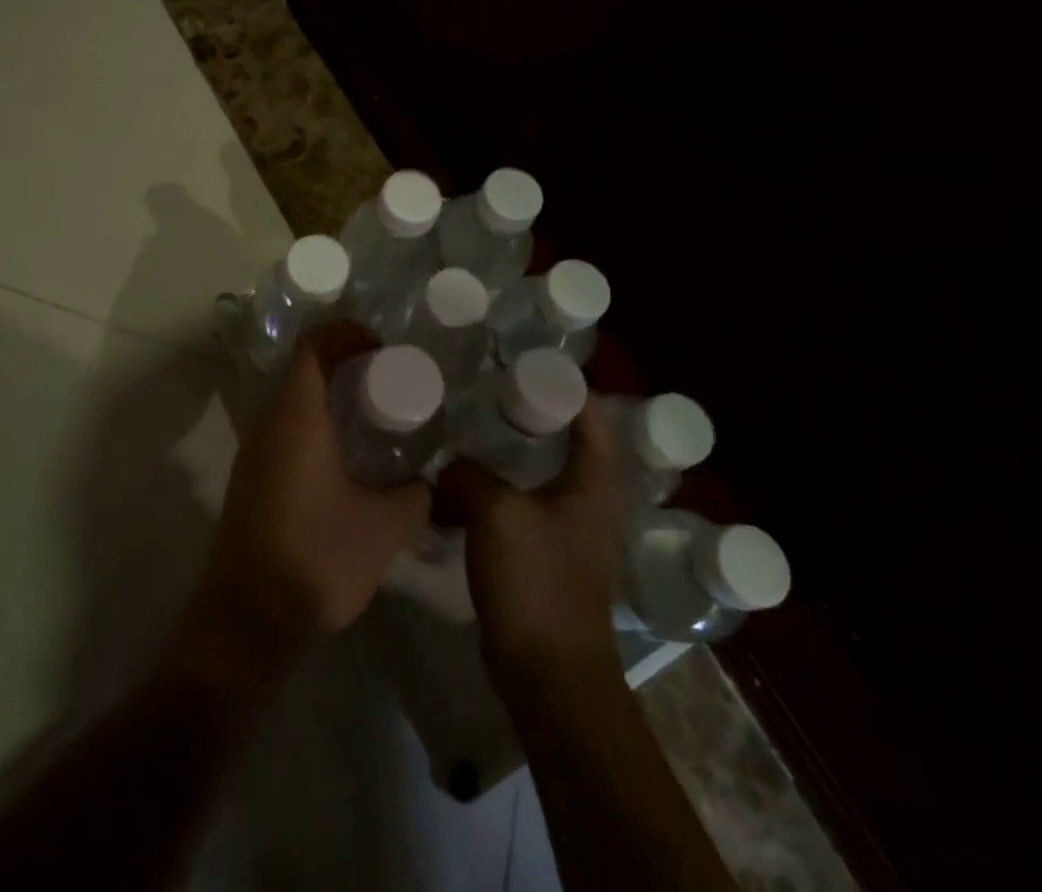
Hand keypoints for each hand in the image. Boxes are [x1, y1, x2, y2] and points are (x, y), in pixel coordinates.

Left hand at [185, 321, 431, 673]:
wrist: (249, 616)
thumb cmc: (318, 556)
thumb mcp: (386, 526)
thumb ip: (417, 494)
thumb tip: (429, 480)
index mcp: (297, 415)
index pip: (314, 344)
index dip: (348, 333)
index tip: (383, 349)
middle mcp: (269, 420)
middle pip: (304, 369)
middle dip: (346, 365)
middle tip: (389, 383)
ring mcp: (254, 448)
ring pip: (293, 400)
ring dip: (330, 397)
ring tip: (375, 418)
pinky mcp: (251, 475)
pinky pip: (285, 428)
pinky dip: (316, 424)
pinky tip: (347, 459)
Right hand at [438, 400, 623, 699]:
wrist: (548, 675)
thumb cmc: (537, 582)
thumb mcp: (498, 513)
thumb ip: (470, 475)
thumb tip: (448, 465)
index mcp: (591, 488)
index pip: (593, 423)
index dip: (569, 390)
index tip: (530, 366)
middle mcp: (585, 507)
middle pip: (563, 448)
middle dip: (528, 418)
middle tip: (485, 393)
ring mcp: (563, 537)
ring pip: (533, 480)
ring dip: (503, 458)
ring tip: (464, 432)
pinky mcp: (539, 562)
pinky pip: (514, 512)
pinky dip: (488, 495)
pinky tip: (454, 489)